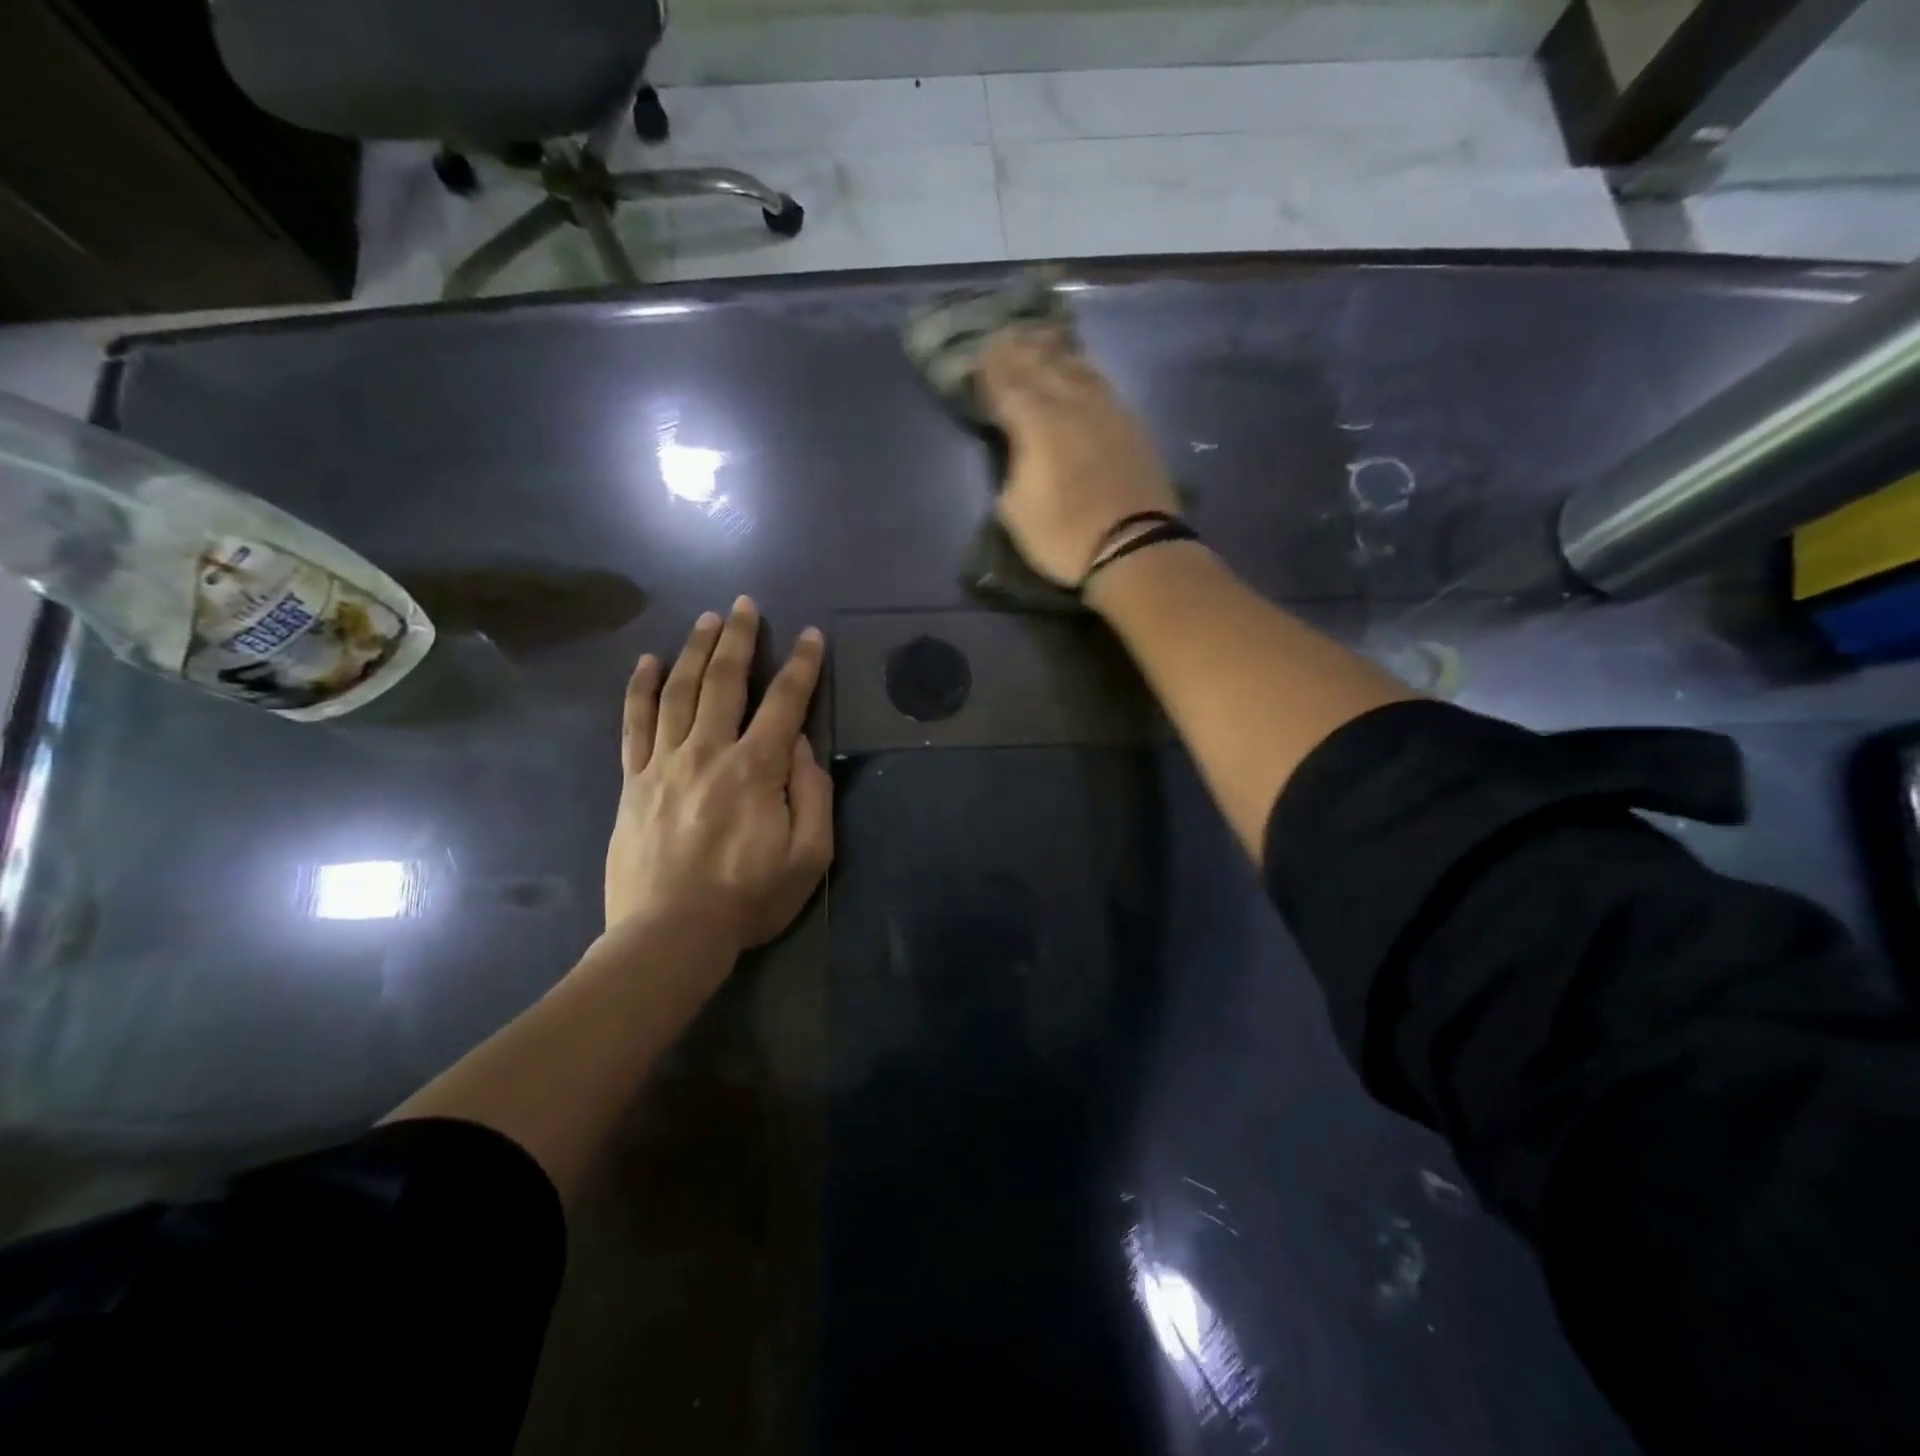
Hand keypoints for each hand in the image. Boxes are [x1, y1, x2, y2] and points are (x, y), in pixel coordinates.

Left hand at [606, 597, 833, 951]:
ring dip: (693, 650)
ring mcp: (664, 763)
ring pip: (678, 691)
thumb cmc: (749, 899)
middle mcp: (709, 752)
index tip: (809, 635)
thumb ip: (812, 793)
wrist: (670, 935)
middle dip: (739, 638)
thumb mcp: (810, 856)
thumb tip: (801, 744)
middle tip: (744, 604)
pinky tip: (646, 662)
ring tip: (706, 619)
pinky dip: (639, 689)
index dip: (801, 665)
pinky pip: (634, 725)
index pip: (785, 703)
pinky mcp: (633, 782)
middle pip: (724, 681)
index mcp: (757, 769)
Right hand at [976, 325, 1180, 585]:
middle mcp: (1071, 403)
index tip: (978, 355)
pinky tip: (1079, 369)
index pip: (1007, 384)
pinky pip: (1100, 382)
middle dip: (1018, 350)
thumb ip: (1010, 466)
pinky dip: (1082, 369)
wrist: (1133, 547)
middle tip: (1003, 336)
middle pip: (1041, 365)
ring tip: (1039, 338)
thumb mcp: (1015, 510)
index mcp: (1037, 422)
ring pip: (1075, 367)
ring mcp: (1106, 409)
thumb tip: (1015, 446)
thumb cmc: (1064, 536)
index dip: (991, 369)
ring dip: (1053, 351)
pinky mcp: (1131, 423)